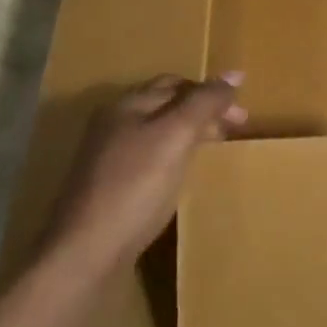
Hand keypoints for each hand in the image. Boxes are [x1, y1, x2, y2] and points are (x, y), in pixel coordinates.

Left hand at [46, 74, 245, 267]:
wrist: (84, 253)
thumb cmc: (135, 186)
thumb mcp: (176, 136)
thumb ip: (205, 102)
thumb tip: (235, 73)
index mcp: (127, 104)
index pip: (176, 83)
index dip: (211, 91)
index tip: (242, 113)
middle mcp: (113, 124)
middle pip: (165, 105)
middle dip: (202, 110)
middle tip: (236, 128)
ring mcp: (107, 158)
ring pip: (157, 132)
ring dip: (188, 133)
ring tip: (214, 148)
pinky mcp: (108, 188)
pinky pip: (148, 158)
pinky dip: (173, 156)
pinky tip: (181, 174)